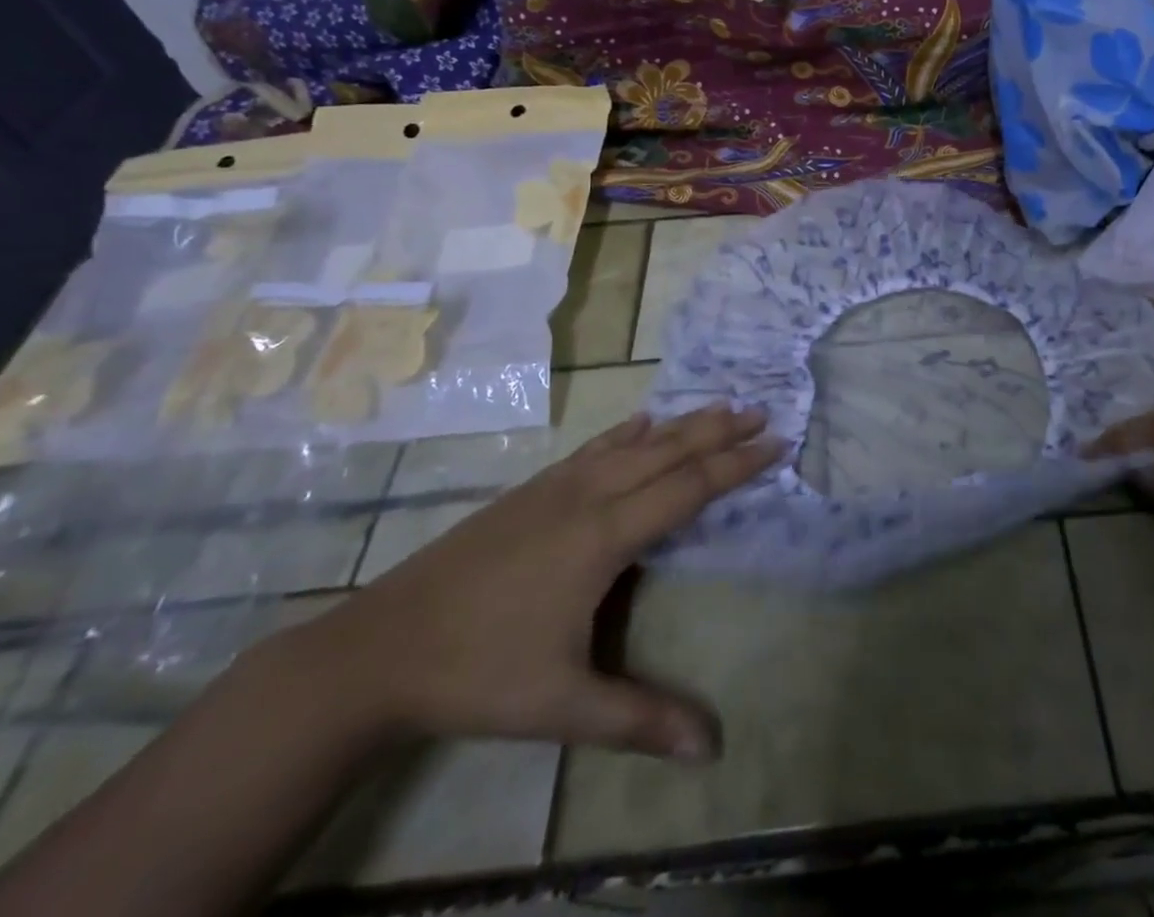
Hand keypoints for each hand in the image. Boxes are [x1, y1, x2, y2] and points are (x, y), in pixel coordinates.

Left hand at [269, 405, 779, 759]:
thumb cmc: (479, 673)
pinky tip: (639, 422)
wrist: (378, 650)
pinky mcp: (530, 491)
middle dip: (718, 431)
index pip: (687, 487)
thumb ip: (639, 720)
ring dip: (681, 423)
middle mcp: (588, 496)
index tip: (775, 442)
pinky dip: (627, 431)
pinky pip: (594, 448)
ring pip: (633, 443)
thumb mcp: (563, 705)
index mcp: (604, 535)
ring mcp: (555, 487)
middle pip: (667, 451)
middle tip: (761, 412)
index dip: (735, 464)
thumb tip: (712, 748)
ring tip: (718, 406)